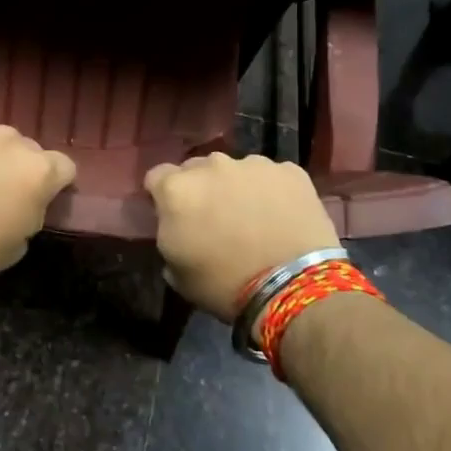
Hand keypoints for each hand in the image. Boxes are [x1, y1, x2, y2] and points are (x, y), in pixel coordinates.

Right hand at [144, 153, 340, 322]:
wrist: (293, 286)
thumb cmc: (224, 285)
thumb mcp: (176, 273)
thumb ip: (169, 236)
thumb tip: (177, 227)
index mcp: (177, 189)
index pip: (157, 177)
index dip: (163, 196)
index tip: (174, 216)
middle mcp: (212, 165)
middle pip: (197, 169)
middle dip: (201, 189)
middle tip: (214, 218)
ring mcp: (253, 164)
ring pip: (236, 170)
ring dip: (236, 187)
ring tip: (253, 217)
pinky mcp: (290, 170)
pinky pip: (272, 177)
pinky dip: (272, 191)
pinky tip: (281, 216)